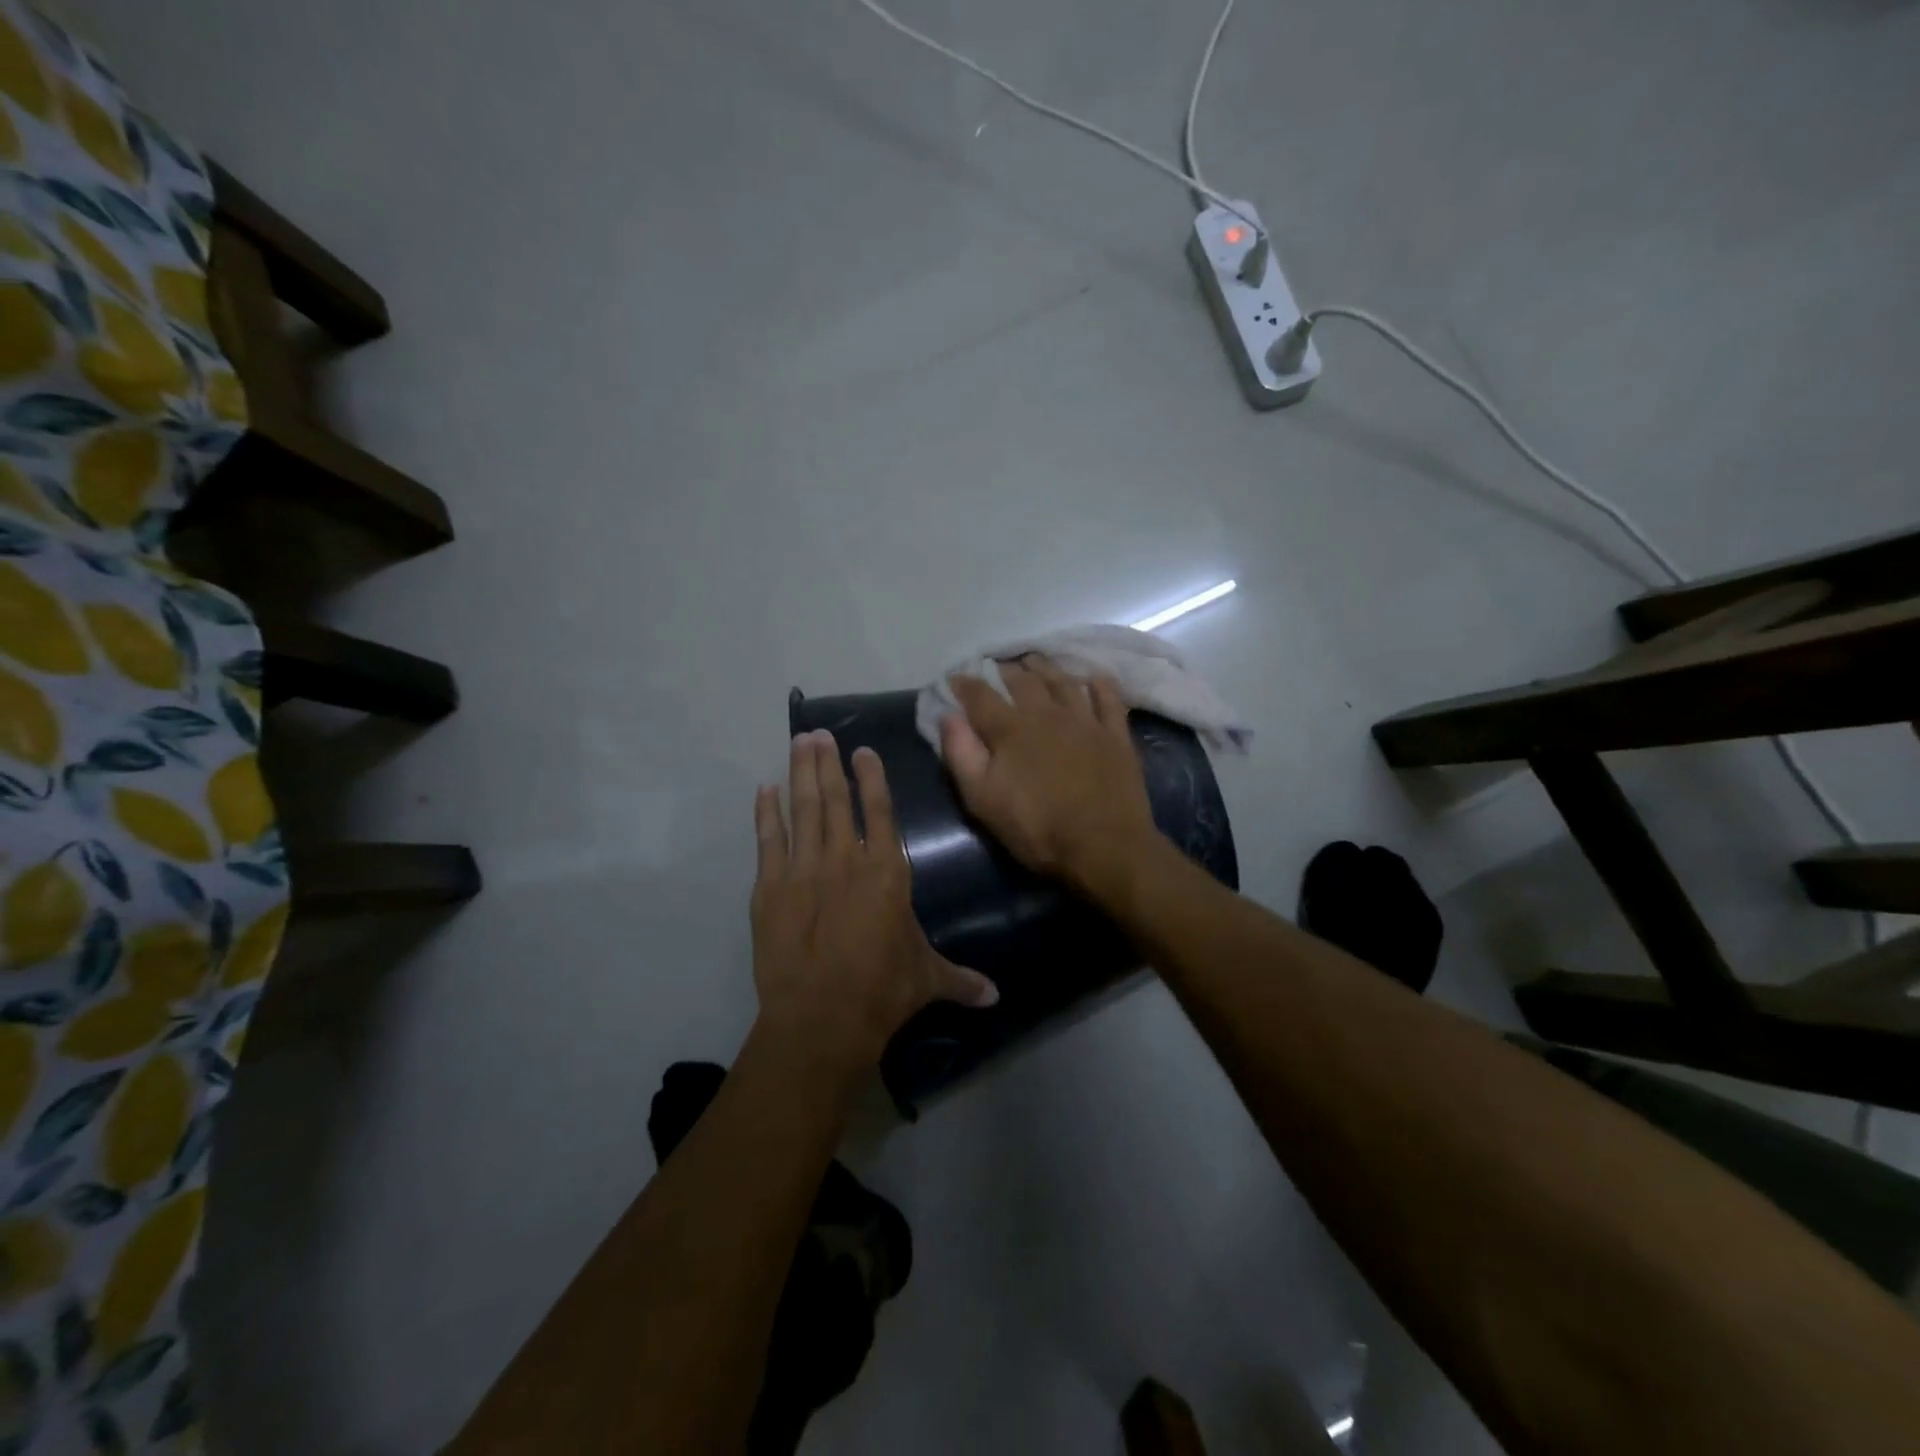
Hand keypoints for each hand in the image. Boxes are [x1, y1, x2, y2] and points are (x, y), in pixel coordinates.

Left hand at [751, 731, 998, 1079]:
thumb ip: (960, 980)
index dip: (872, 777)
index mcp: (886, 872)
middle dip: (829, 763)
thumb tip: (996, 997)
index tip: (862, 750)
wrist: (821, 1018)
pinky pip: (768, 840)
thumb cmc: (882, 992)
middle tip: (819, 734)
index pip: (880, 811)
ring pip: (803, 809)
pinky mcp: (770, 888)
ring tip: (799, 743)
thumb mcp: (927, 980)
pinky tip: (765, 790)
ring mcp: (804, 870)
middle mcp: (845, 859)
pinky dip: (766, 813)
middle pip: (836, 799)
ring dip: (801, 774)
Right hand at [941, 657, 1161, 896]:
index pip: (981, 696)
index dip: (965, 684)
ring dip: (1047, 669)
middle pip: (1024, 681)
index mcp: (1011, 730)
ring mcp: (1086, 721)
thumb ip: (962, 755)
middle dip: (1006, 670)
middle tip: (998, 667)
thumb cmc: (1037, 828)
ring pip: (1064, 682)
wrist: (1104, 846)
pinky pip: (1108, 699)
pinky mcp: (1115, 735)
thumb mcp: (983, 800)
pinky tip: (1094, 678)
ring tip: (1036, 662)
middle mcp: (1047, 714)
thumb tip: (948, 716)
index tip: (955, 678)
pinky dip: (1099, 684)